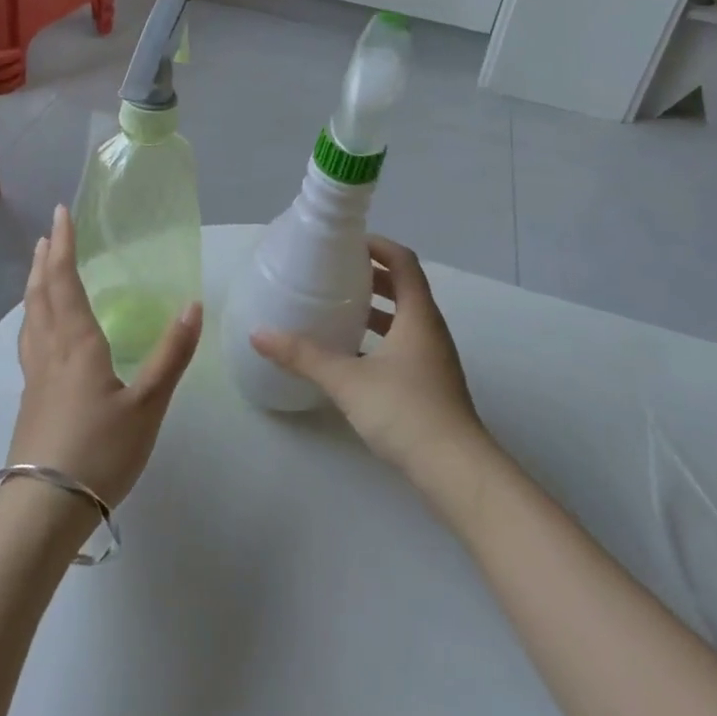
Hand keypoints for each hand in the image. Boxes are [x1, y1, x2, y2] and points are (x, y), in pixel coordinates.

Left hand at [8, 204, 202, 509]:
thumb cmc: (99, 451)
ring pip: (30, 318)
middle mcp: (50, 351)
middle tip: (49, 234)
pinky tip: (40, 332)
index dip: (65, 247)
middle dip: (45, 260)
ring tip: (38, 270)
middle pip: (41, 295)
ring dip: (34, 286)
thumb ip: (170, 355)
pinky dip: (33, 317)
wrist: (43, 509)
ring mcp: (35, 377)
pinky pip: (29, 341)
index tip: (62, 215)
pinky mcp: (30, 400)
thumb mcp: (147, 405)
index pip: (66, 282)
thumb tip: (192, 305)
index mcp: (77, 344)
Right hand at [250, 236, 487, 477]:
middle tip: (333, 272)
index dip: (377, 246)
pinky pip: (403, 345)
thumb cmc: (406, 412)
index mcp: (418, 315)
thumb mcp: (347, 380)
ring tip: (336, 308)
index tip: (345, 243)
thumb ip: (303, 356)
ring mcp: (433, 360)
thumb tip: (259, 334)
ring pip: (403, 319)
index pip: (403, 261)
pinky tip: (350, 356)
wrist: (457, 473)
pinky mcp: (430, 385)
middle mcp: (430, 330)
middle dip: (371, 276)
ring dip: (375, 309)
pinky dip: (378, 339)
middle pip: (404, 287)